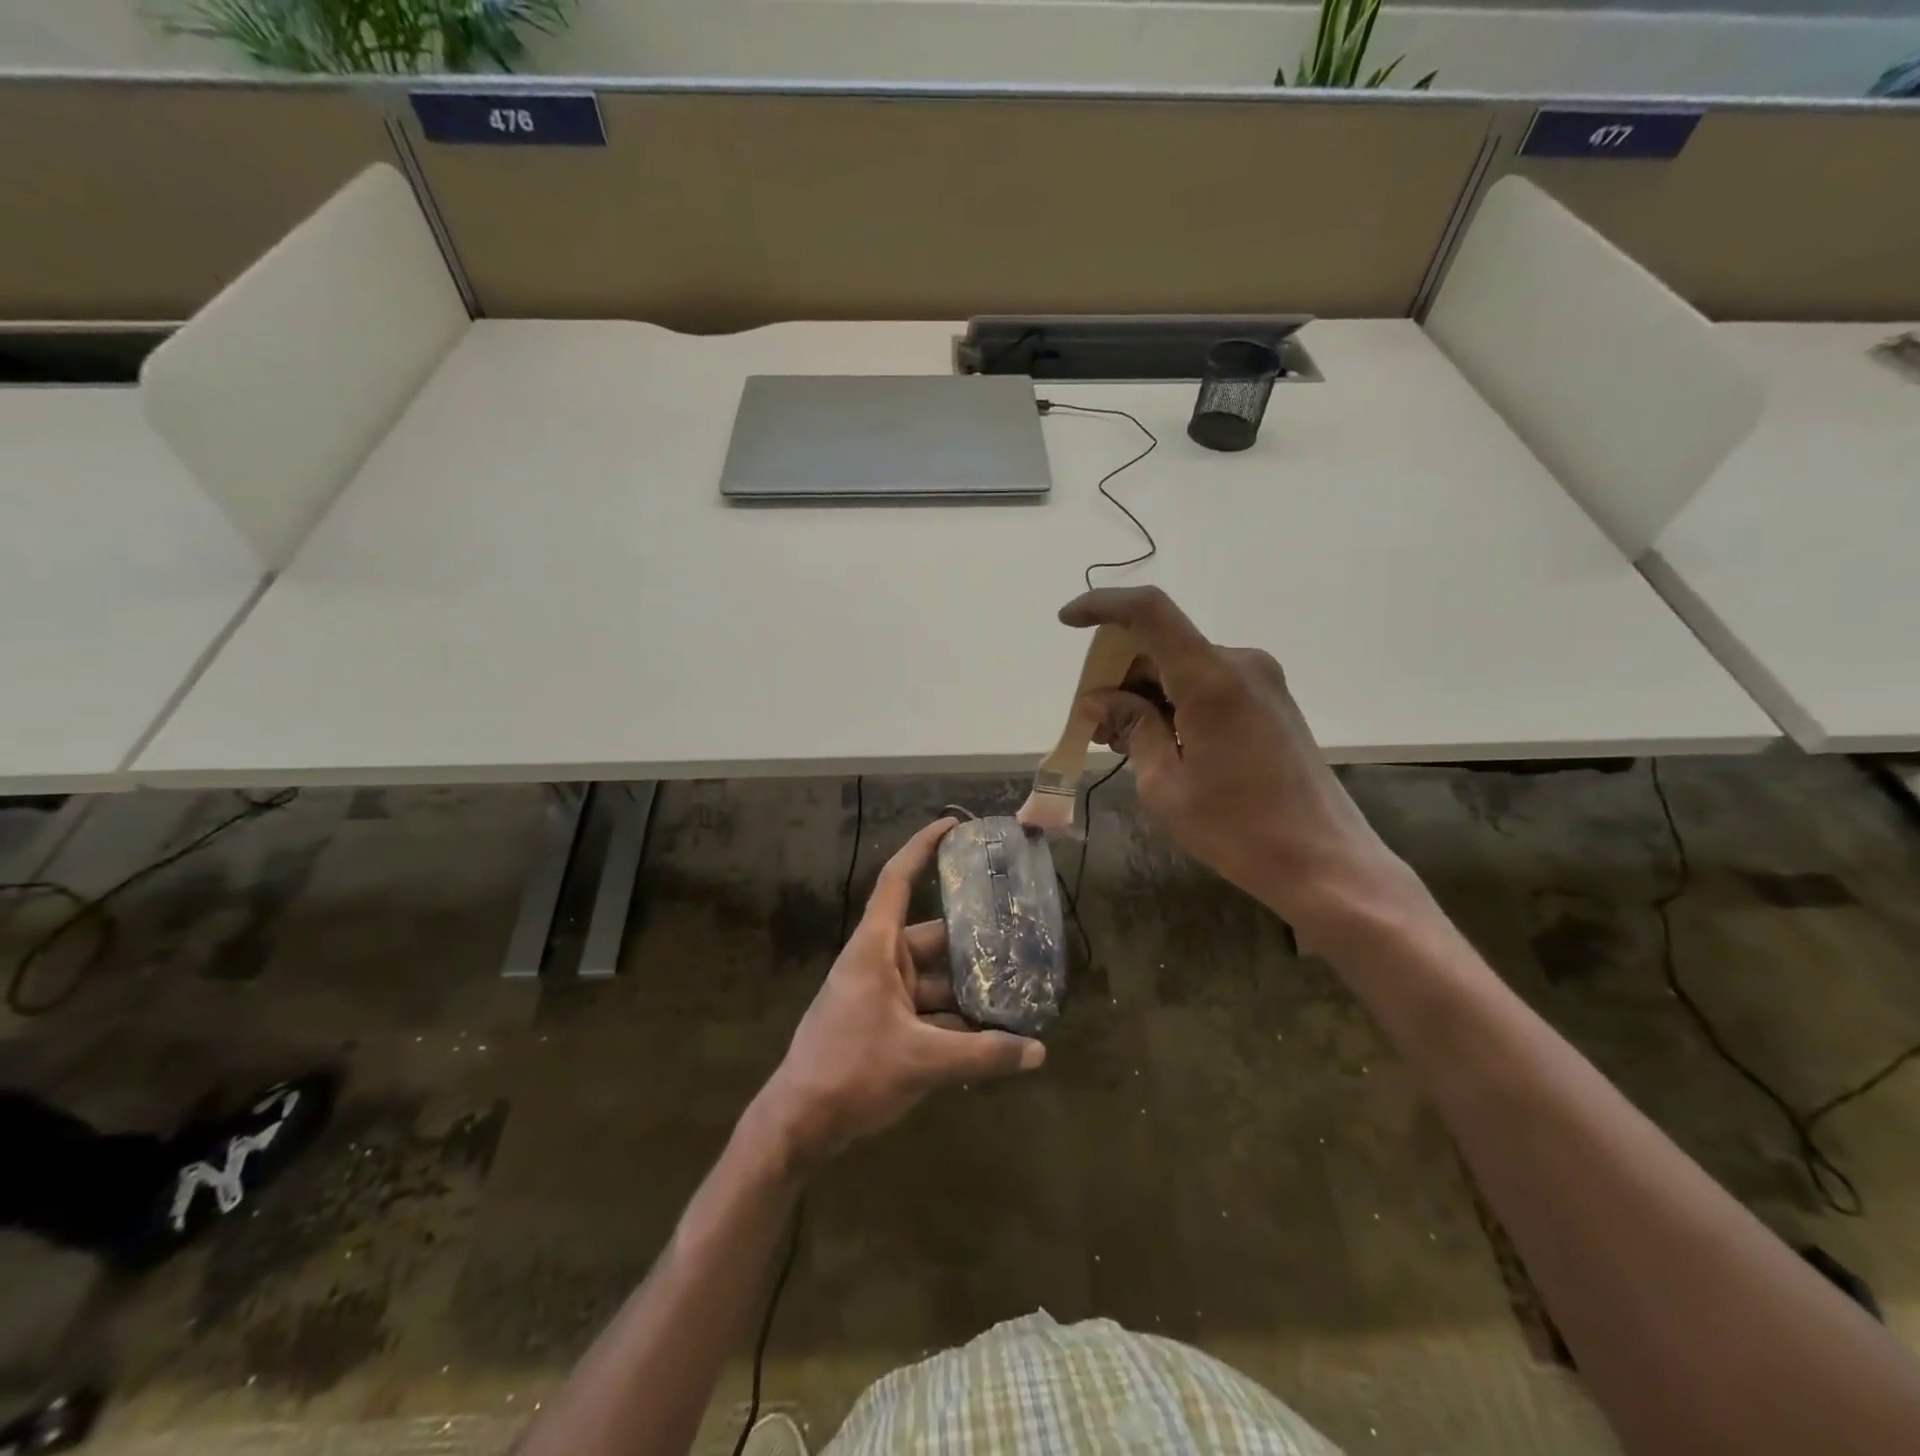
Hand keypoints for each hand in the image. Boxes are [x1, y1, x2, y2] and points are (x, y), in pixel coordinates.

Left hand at [753, 818, 1044, 1169]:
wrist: (798, 1124)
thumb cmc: (852, 1072)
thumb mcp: (923, 1062)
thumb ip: (983, 1054)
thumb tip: (1038, 1051)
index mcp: (876, 947)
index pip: (898, 880)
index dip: (923, 847)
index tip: (953, 826)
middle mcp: (878, 961)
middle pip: (931, 936)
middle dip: (971, 939)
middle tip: (1017, 934)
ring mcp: (879, 994)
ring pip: (932, 978)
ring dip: (966, 986)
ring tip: (1015, 988)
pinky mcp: (881, 1024)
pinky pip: (925, 1007)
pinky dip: (953, 1017)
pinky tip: (990, 1033)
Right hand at [1059, 586, 1418, 935]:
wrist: (1325, 863)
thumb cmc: (1237, 829)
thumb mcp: (1164, 784)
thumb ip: (1131, 728)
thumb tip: (1099, 700)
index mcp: (1210, 678)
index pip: (1148, 612)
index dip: (1102, 606)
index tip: (1067, 622)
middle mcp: (1240, 664)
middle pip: (1161, 645)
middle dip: (1118, 675)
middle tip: (1092, 725)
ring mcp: (1261, 681)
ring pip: (1182, 667)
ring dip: (1145, 693)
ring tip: (1121, 743)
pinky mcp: (1270, 702)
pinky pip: (1207, 685)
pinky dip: (1174, 703)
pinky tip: (1159, 742)